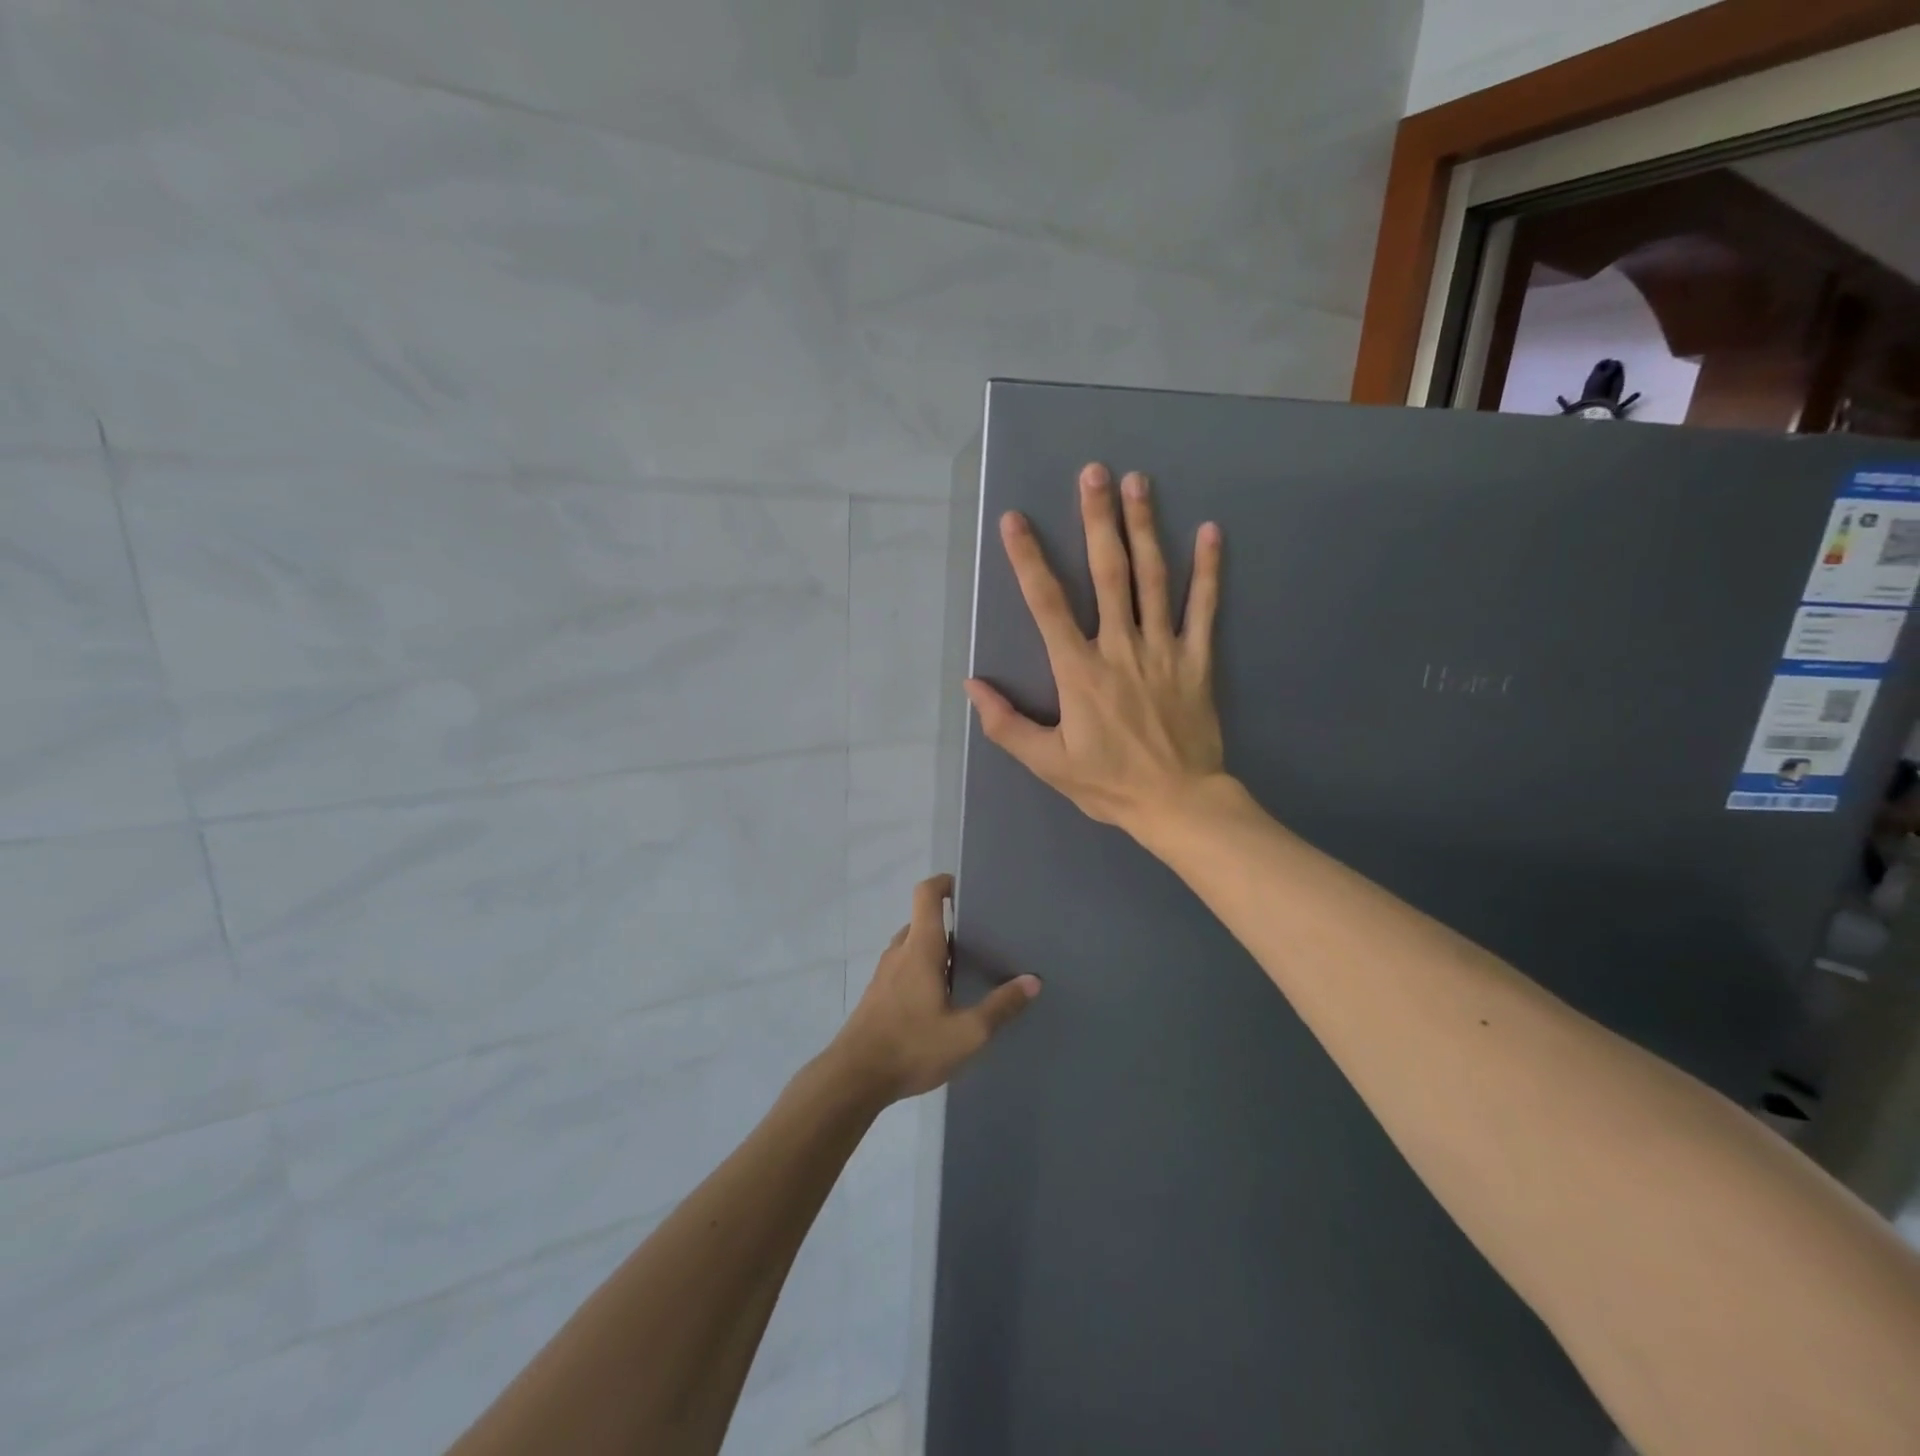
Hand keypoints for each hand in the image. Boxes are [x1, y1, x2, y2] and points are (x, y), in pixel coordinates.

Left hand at [830, 874, 1040, 1102]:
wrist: (853, 1078)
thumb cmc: (911, 1046)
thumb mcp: (967, 1033)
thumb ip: (1001, 1007)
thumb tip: (1032, 981)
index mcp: (920, 948)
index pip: (926, 894)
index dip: (944, 882)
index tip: (966, 888)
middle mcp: (900, 952)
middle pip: (923, 921)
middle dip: (950, 924)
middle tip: (981, 937)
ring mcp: (885, 974)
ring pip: (913, 947)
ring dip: (936, 950)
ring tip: (966, 969)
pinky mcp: (877, 995)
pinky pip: (904, 967)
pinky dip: (923, 969)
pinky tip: (941, 1000)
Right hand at [965, 462, 1228, 837]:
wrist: (1178, 803)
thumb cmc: (1109, 783)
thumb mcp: (1048, 763)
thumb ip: (1006, 724)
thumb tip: (972, 686)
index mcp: (1079, 671)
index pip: (1047, 605)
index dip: (1028, 559)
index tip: (1015, 520)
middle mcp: (1120, 648)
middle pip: (1108, 573)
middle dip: (1097, 520)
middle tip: (1093, 472)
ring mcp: (1163, 650)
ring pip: (1154, 579)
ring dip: (1145, 528)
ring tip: (1138, 483)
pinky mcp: (1198, 659)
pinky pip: (1204, 608)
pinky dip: (1208, 570)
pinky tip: (1210, 531)